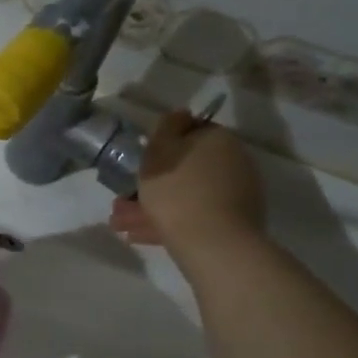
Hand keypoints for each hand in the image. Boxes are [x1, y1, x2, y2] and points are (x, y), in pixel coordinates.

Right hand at [109, 112, 264, 272]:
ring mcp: (235, 194)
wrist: (212, 242)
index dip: (162, 146)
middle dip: (153, 182)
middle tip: (123, 200)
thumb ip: (167, 126)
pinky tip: (141, 236)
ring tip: (122, 225)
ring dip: (153, 206)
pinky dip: (169, 221)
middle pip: (185, 167)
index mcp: (217, 139)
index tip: (140, 163)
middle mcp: (233, 161)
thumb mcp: (159, 150)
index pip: (189, 132)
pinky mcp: (232, 223)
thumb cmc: (177, 189)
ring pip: (185, 195)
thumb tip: (181, 115)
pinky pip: (194, 215)